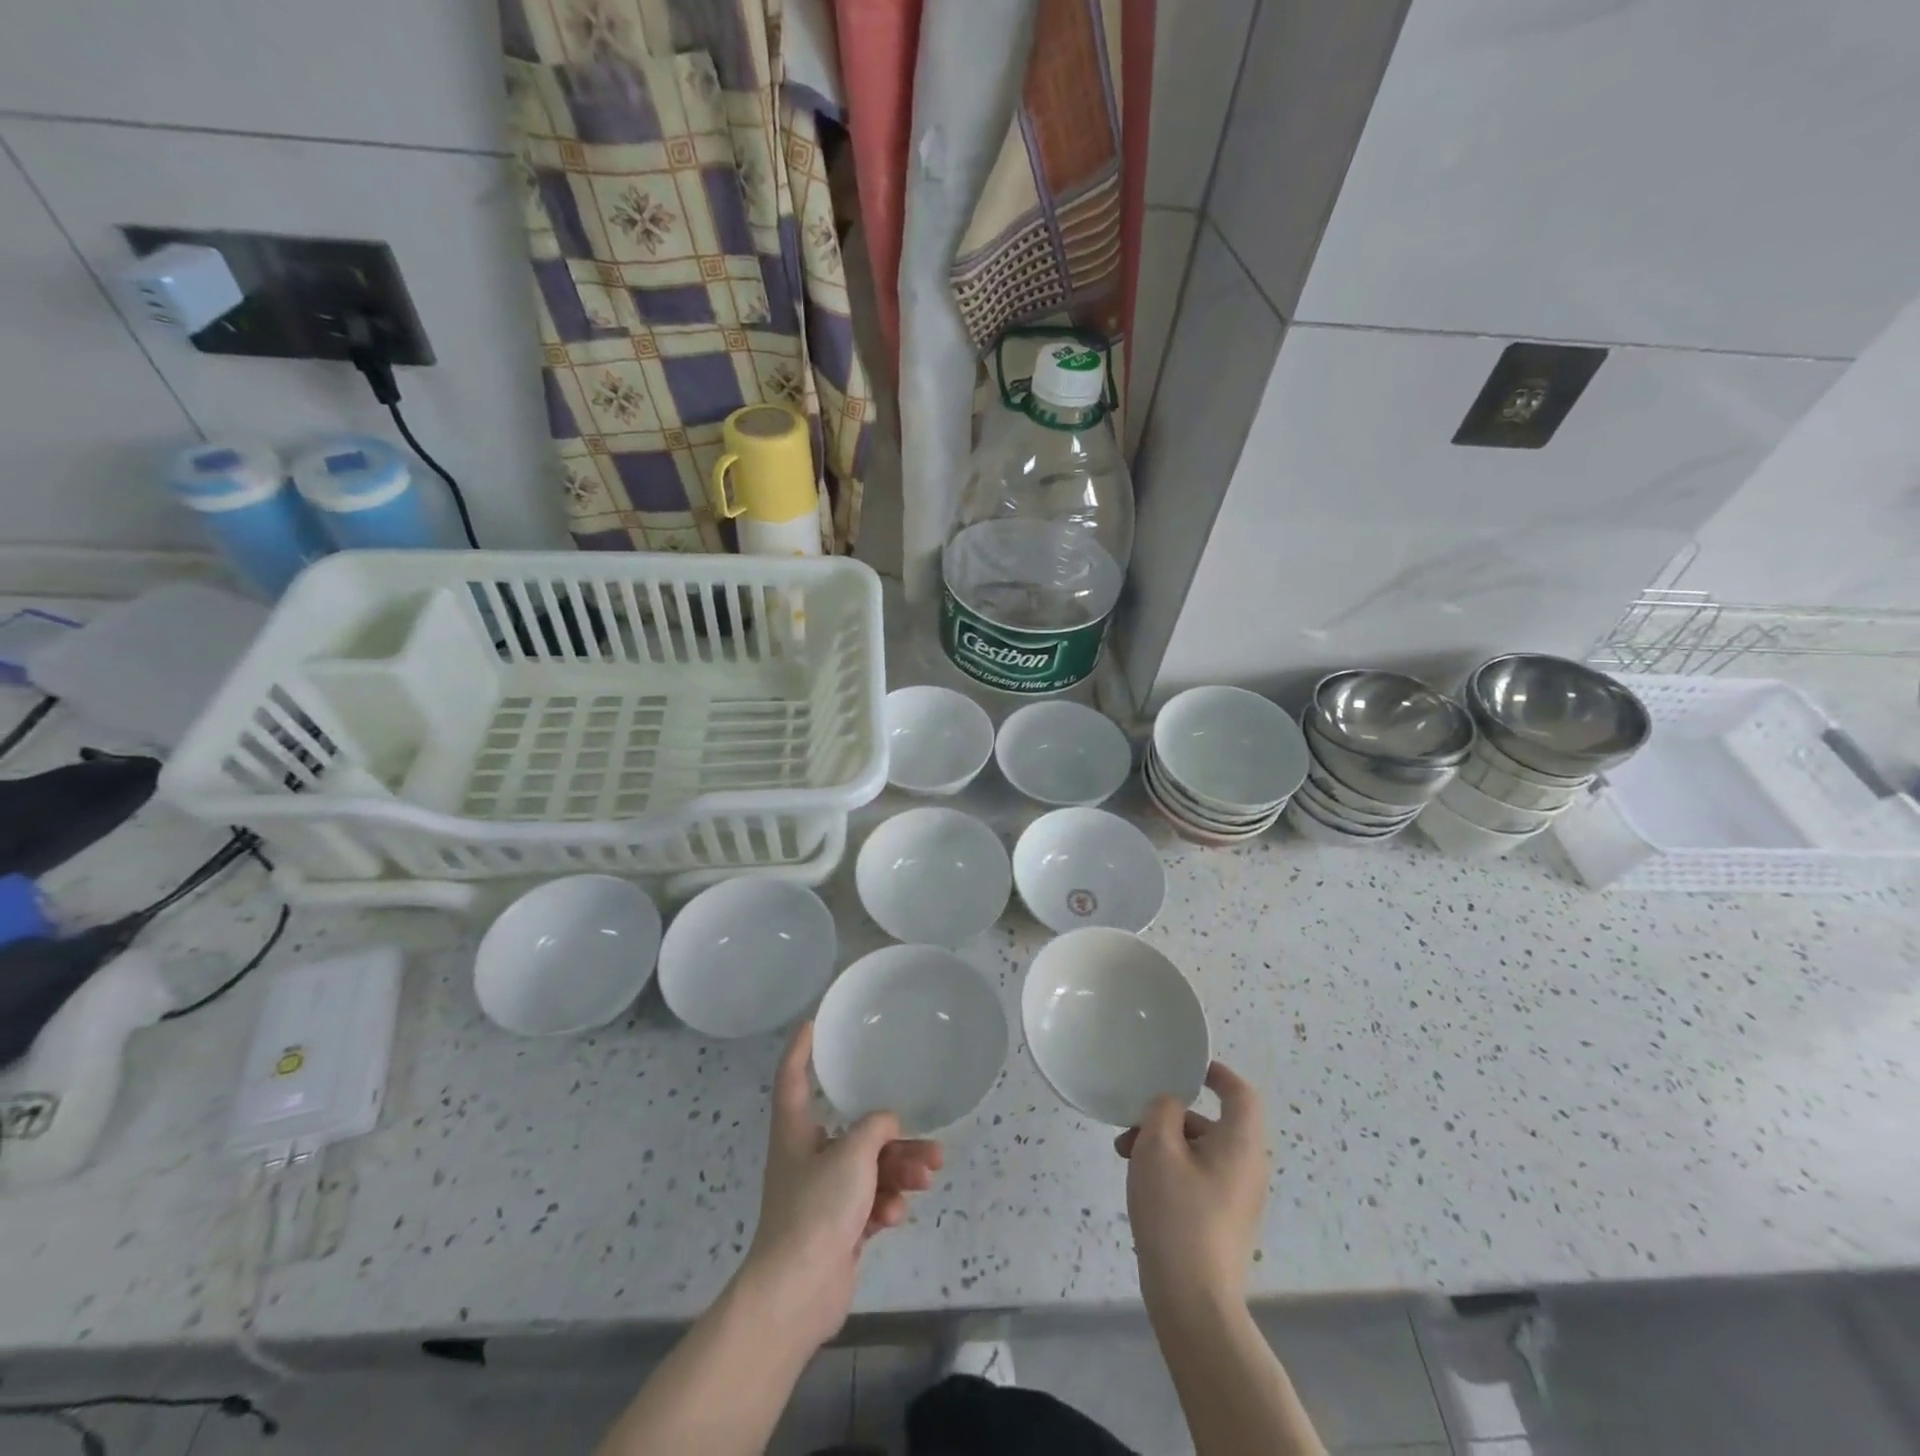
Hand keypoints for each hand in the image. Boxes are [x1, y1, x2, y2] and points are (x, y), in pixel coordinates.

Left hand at [736, 1021, 942, 1350]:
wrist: (797, 1294)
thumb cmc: (816, 1209)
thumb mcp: (851, 1155)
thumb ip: (875, 1129)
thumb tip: (887, 1122)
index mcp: (795, 1131)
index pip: (793, 1078)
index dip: (801, 1049)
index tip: (813, 1023)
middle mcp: (808, 1157)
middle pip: (854, 1132)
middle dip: (893, 1137)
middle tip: (928, 1142)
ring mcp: (824, 1194)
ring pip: (870, 1168)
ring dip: (900, 1171)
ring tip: (929, 1175)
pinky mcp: (839, 1227)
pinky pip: (870, 1201)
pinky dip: (885, 1204)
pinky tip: (895, 1215)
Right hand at [1115, 1061, 1269, 1308]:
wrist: (1193, 1301)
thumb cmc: (1177, 1212)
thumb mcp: (1158, 1147)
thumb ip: (1162, 1110)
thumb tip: (1171, 1106)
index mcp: (1241, 1143)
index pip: (1241, 1093)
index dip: (1217, 1074)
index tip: (1188, 1068)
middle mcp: (1248, 1167)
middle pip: (1213, 1122)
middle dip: (1170, 1115)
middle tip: (1133, 1123)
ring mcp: (1238, 1198)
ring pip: (1200, 1151)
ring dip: (1164, 1143)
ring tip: (1124, 1155)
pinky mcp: (1224, 1222)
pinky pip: (1200, 1177)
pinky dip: (1172, 1168)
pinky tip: (1141, 1184)